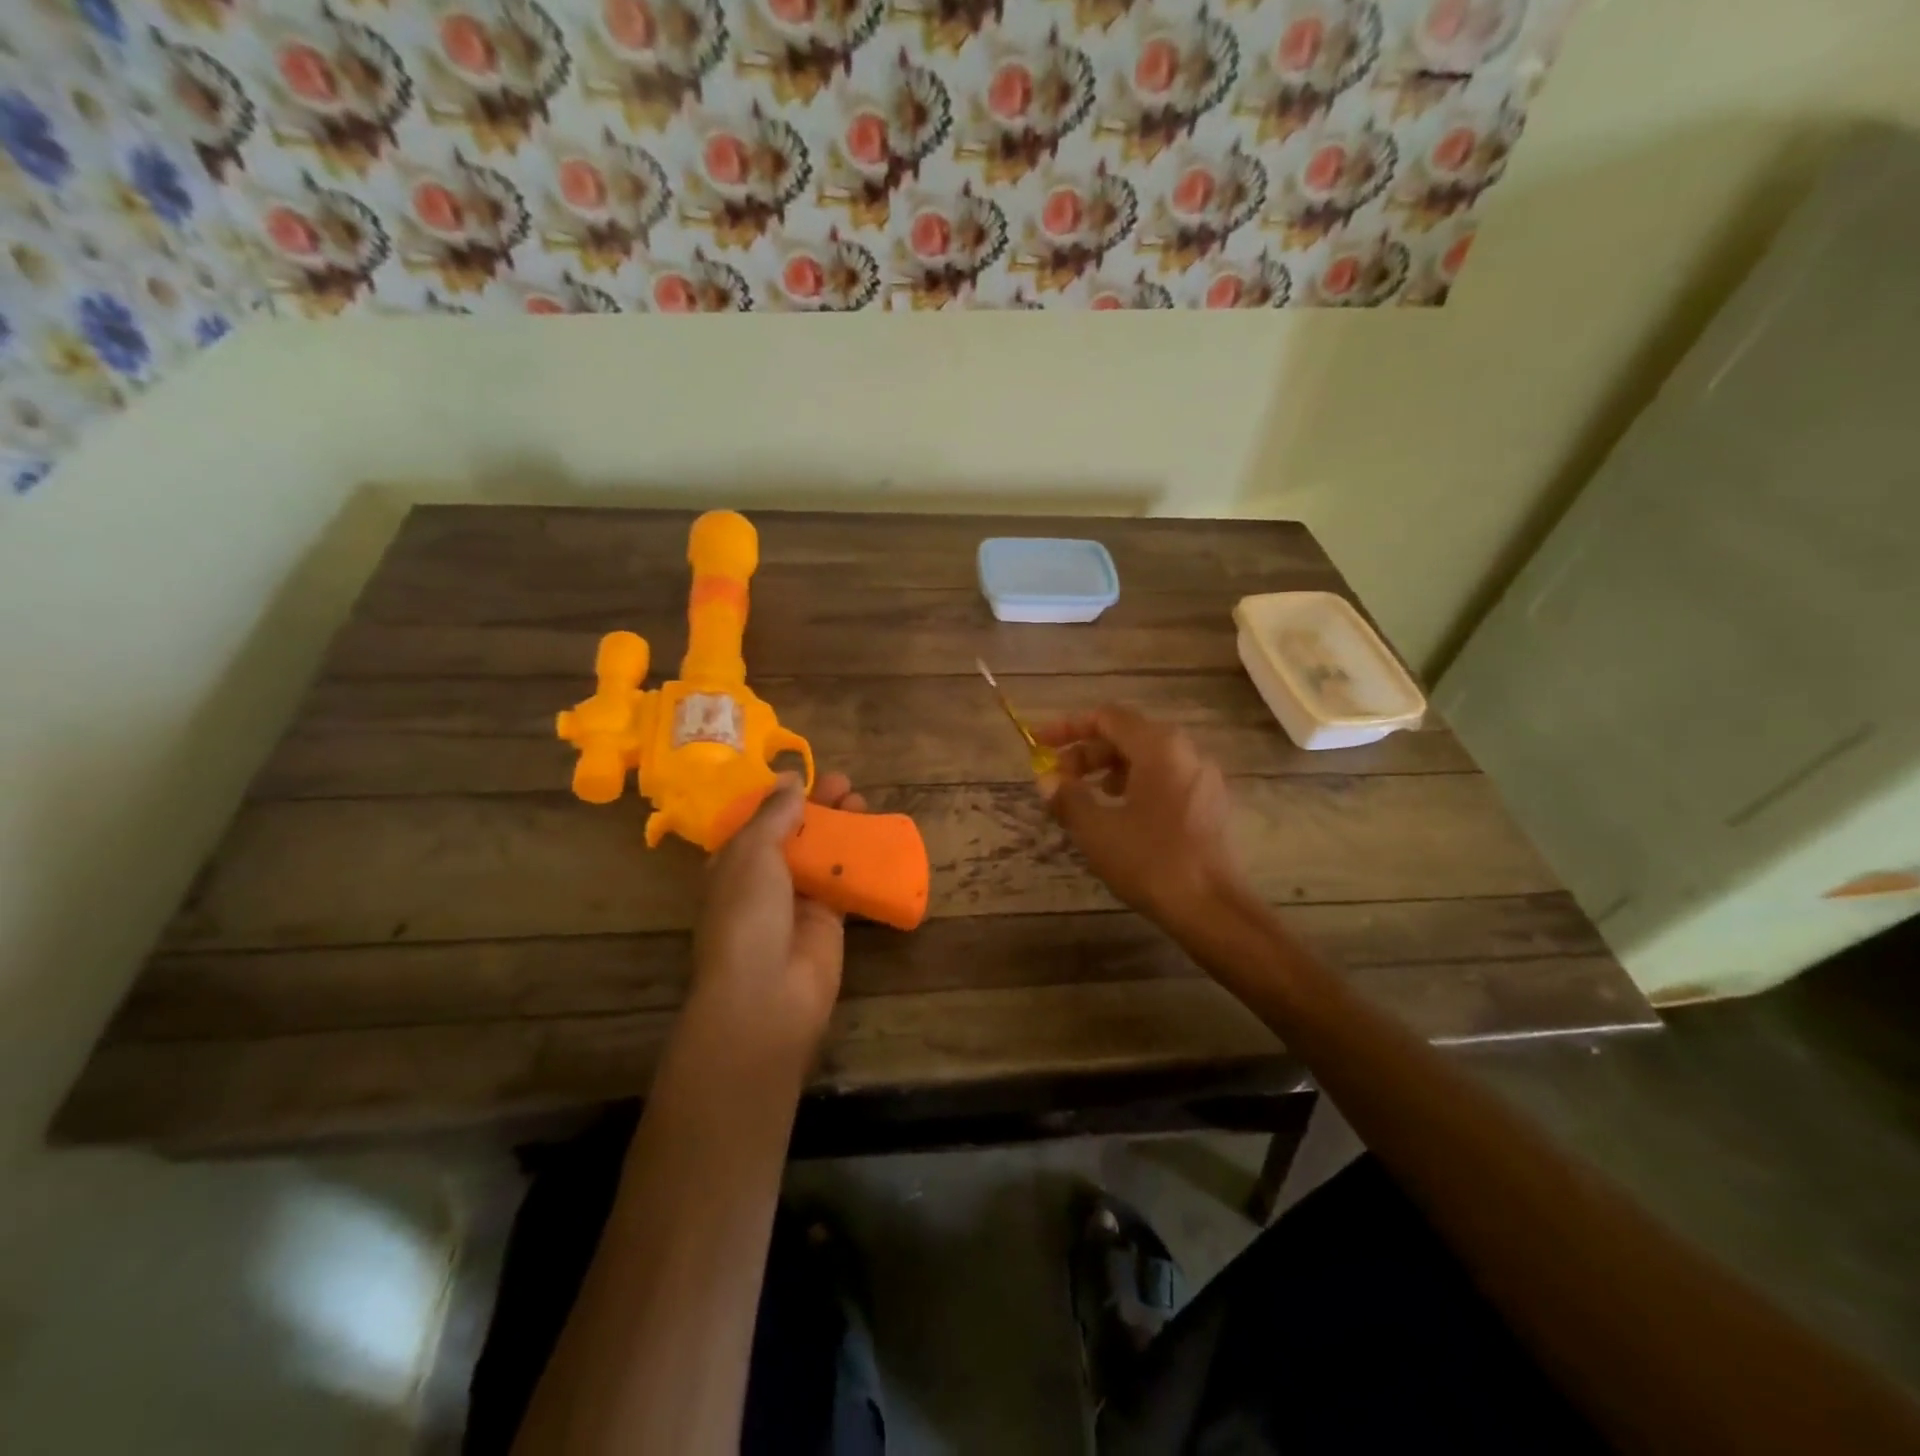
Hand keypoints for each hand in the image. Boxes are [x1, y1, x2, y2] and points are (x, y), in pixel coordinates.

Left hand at [691, 771, 866, 1049]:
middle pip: (794, 834)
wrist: (767, 992)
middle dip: (817, 807)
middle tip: (845, 783)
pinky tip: (877, 839)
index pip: (756, 823)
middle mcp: (763, 880)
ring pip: (822, 855)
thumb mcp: (752, 852)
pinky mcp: (829, 921)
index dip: (779, 798)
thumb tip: (789, 779)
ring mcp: (797, 902)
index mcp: (733, 863)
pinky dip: (860, 861)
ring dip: (841, 828)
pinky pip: (845, 883)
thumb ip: (773, 815)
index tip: (805, 775)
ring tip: (862, 801)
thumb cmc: (748, 913)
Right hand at [1034, 707, 1247, 930]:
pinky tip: (1119, 813)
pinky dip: (1134, 784)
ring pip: (1147, 758)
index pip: (1107, 717)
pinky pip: (1165, 778)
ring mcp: (1202, 777)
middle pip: (1127, 735)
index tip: (1040, 744)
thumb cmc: (1150, 861)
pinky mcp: (1210, 803)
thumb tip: (1048, 780)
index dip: (1068, 727)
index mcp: (1159, 747)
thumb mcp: (1096, 830)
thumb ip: (1067, 798)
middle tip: (1058, 779)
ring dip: (1109, 769)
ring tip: (1085, 795)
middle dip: (1087, 752)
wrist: (1212, 908)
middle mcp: (1185, 751)